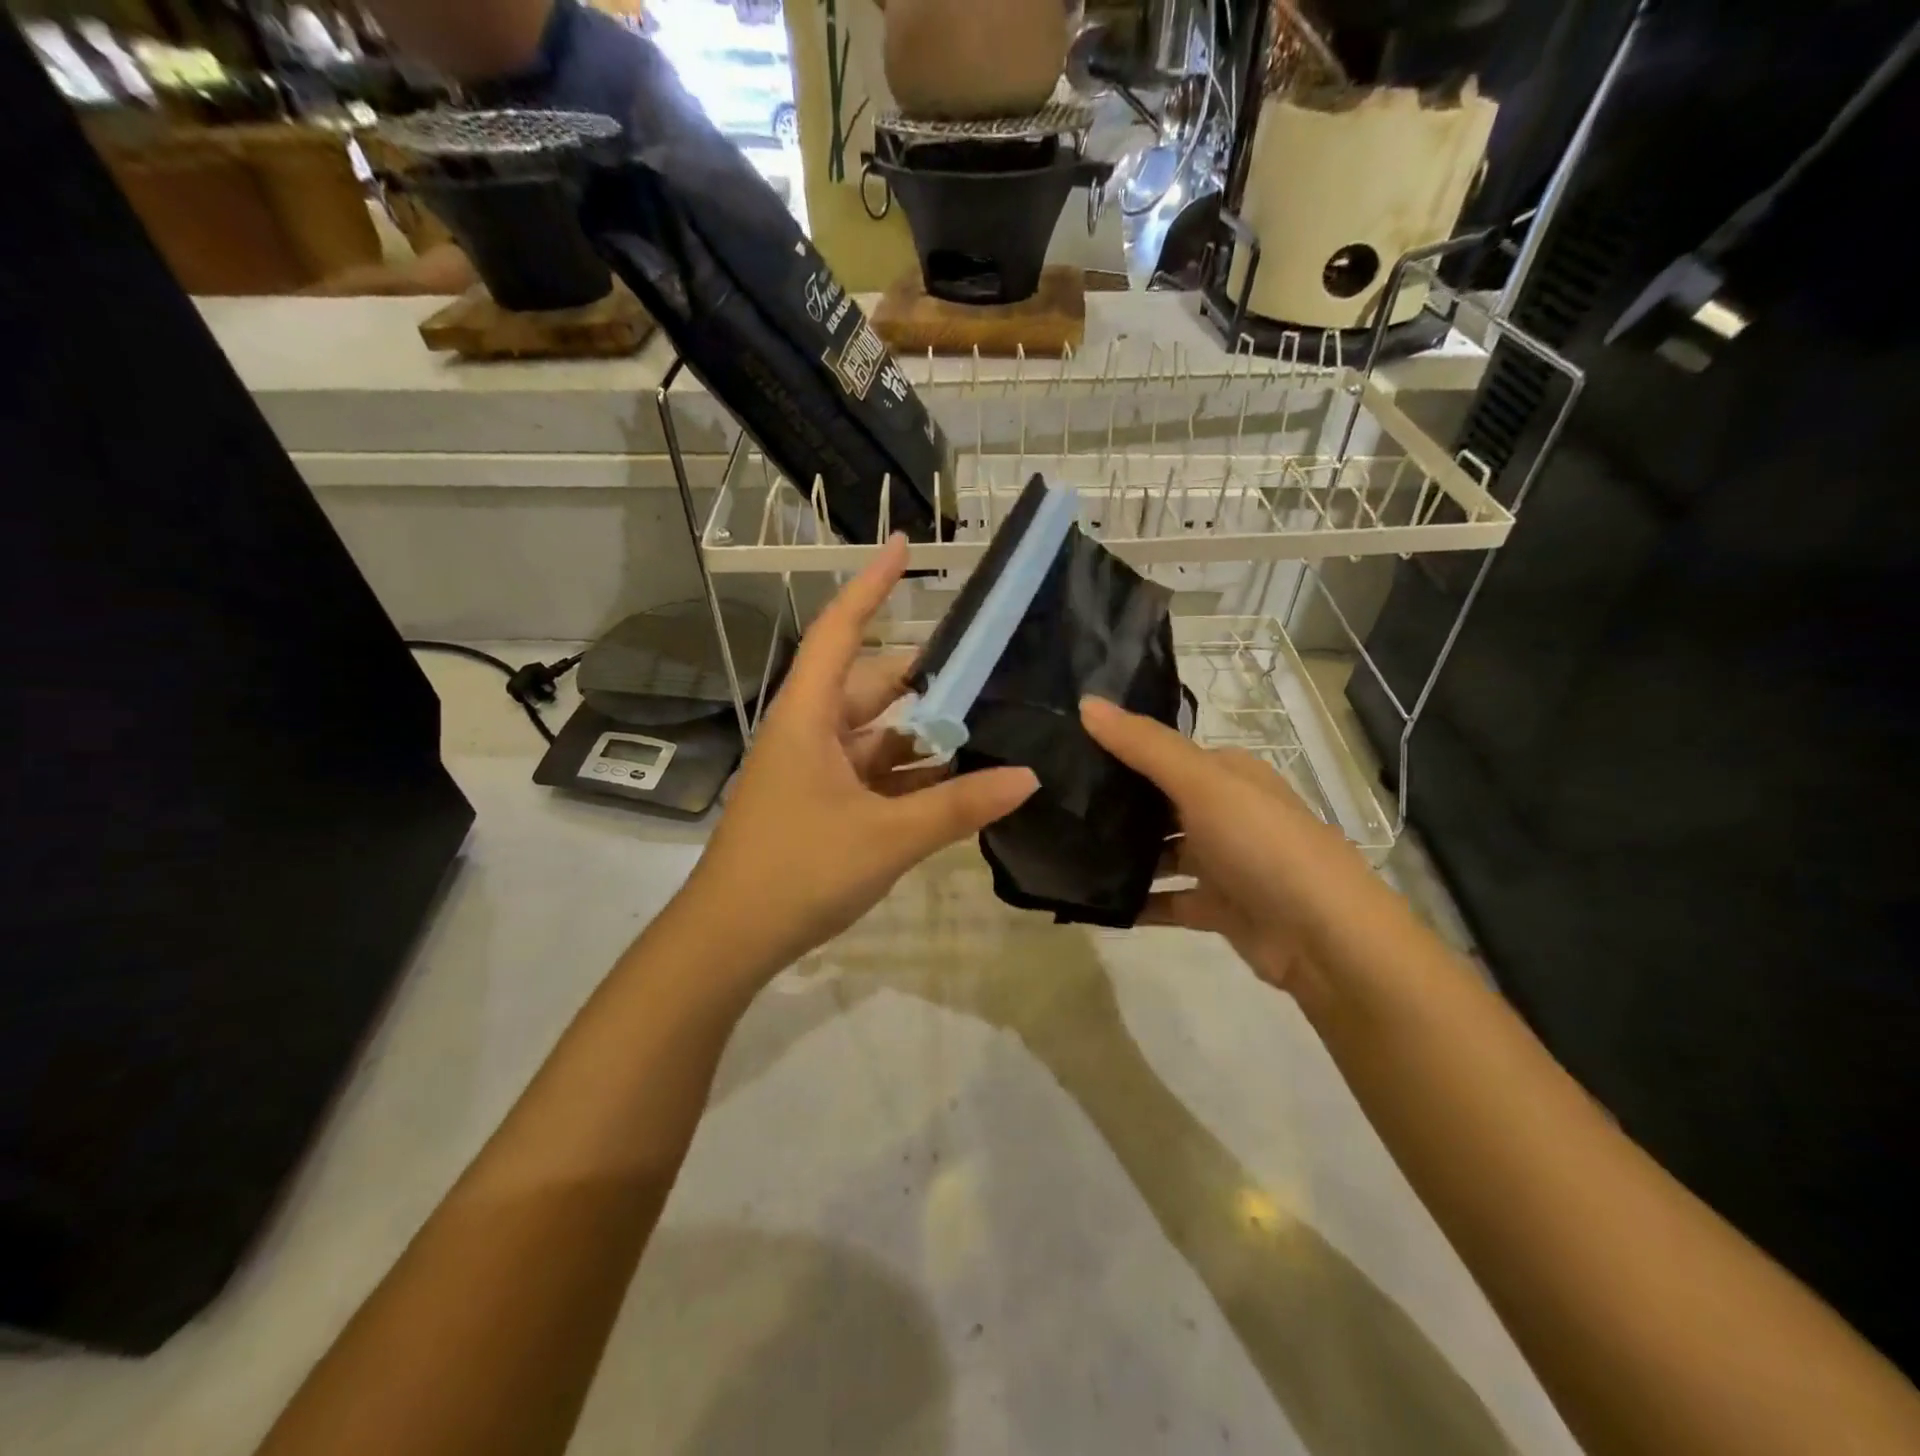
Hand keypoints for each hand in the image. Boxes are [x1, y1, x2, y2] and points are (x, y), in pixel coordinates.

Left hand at [672, 537, 1038, 985]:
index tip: (902, 546)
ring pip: (878, 738)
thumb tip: (1028, 777)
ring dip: (924, 737)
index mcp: (808, 717)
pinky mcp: (822, 807)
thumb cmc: (798, 870)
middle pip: (870, 687)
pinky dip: (912, 777)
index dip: (870, 586)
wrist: (731, 939)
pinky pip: (874, 777)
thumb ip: (959, 806)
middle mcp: (809, 733)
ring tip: (986, 726)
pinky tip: (957, 784)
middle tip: (986, 667)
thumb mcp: (888, 836)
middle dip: (925, 680)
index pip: (840, 632)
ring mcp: (814, 773)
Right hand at [1080, 696, 1362, 1004]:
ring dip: (1124, 854)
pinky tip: (1093, 902)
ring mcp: (1224, 862)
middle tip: (1054, 803)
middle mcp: (1226, 812)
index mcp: (1228, 774)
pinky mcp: (1218, 907)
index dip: (1120, 749)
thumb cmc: (1262, 844)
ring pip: (1161, 852)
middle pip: (1160, 803)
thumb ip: (1144, 745)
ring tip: (1064, 851)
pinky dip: (1137, 901)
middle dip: (1115, 803)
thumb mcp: (1202, 783)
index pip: (1164, 752)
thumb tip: (1085, 702)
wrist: (1324, 939)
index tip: (1065, 751)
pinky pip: (1166, 900)